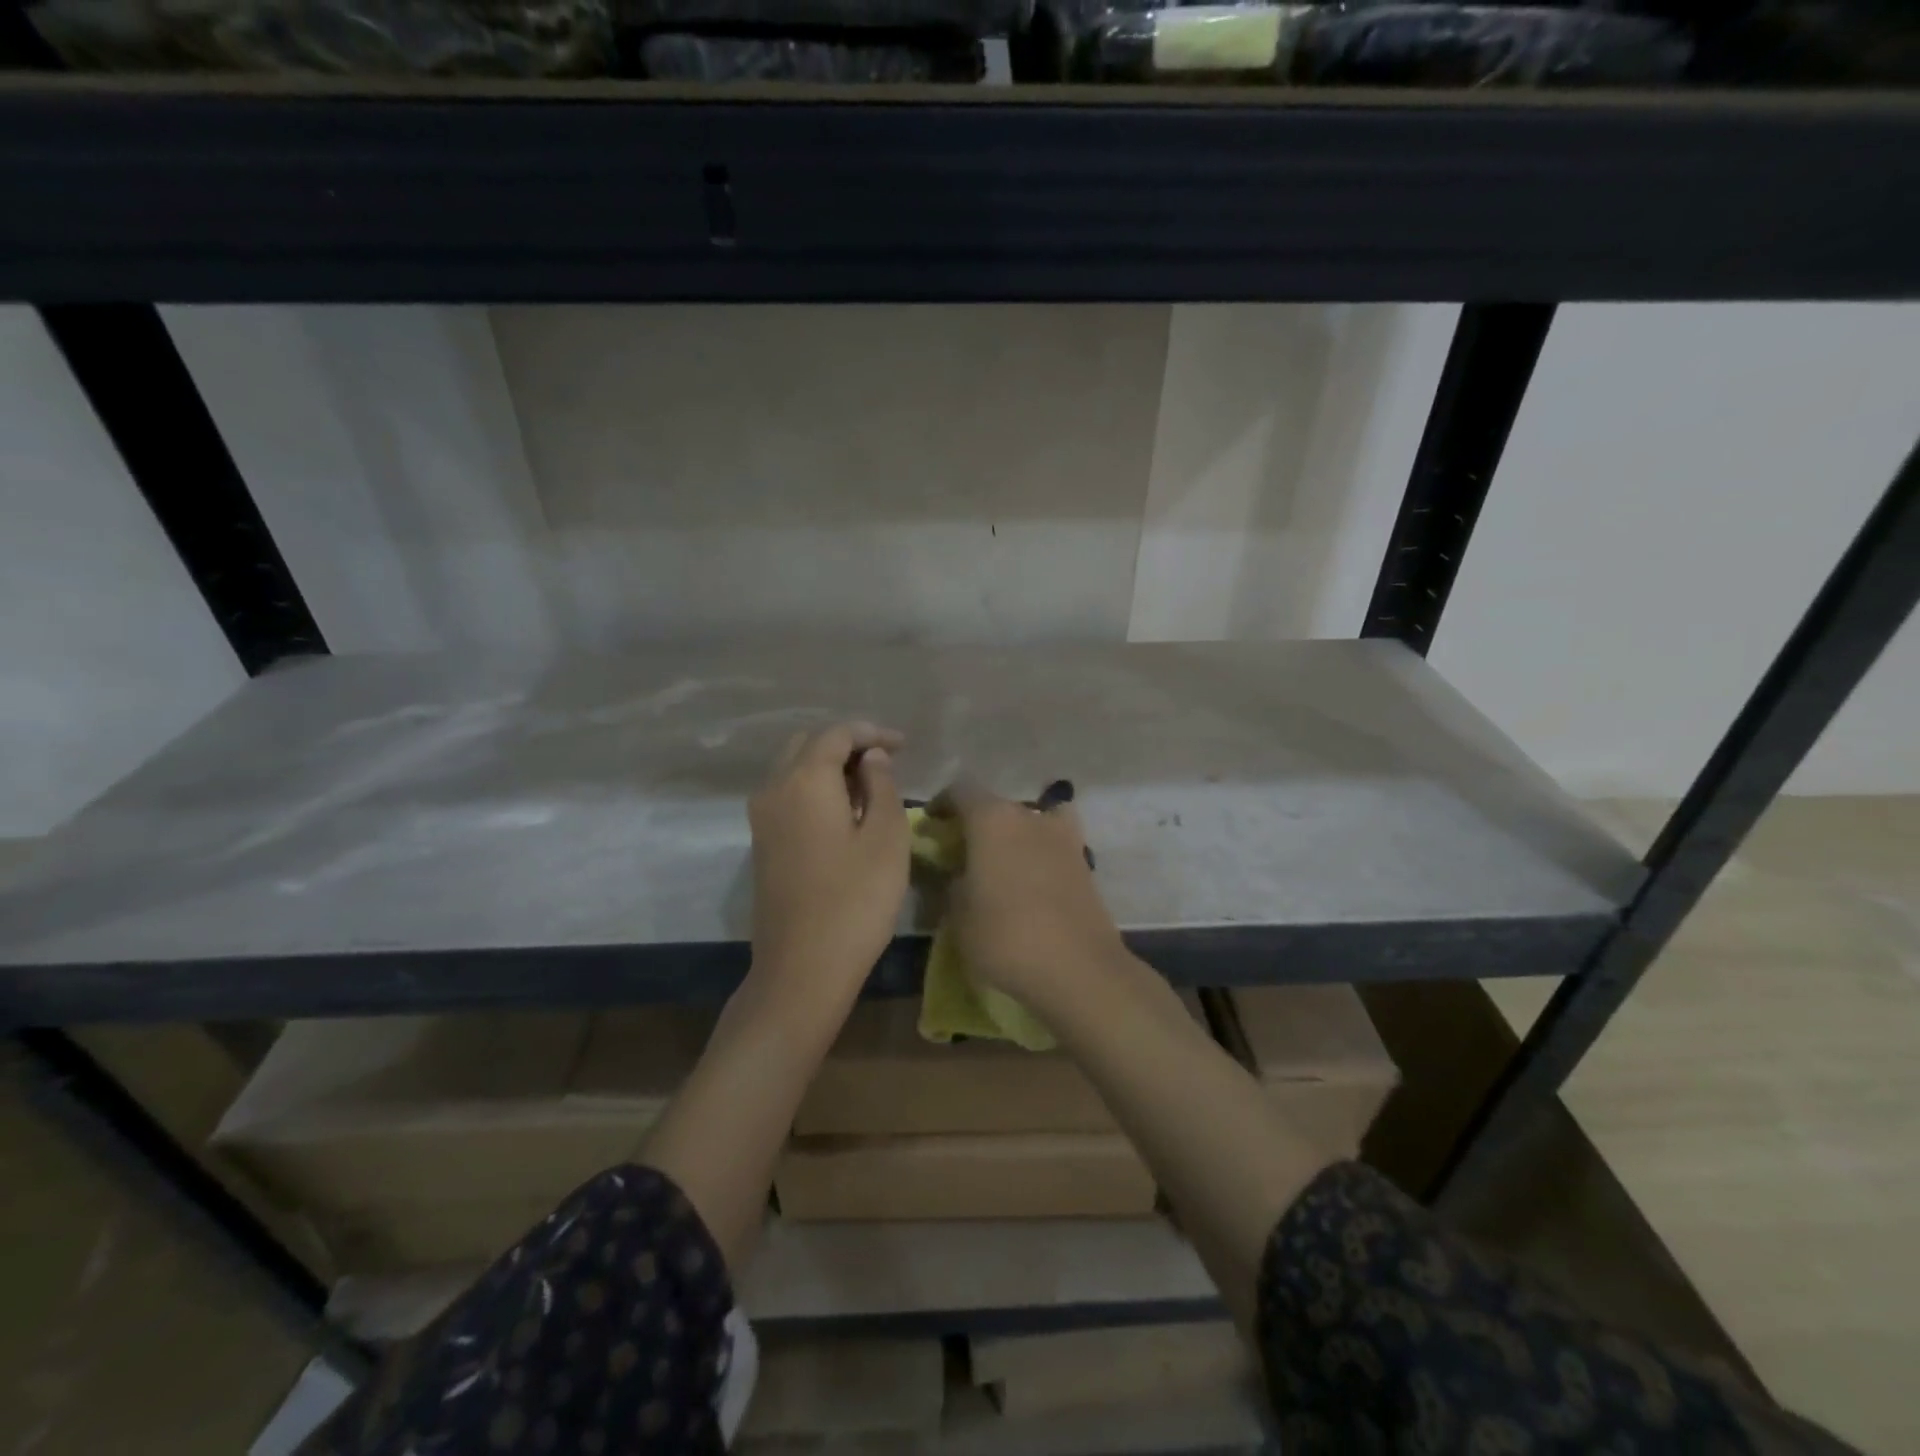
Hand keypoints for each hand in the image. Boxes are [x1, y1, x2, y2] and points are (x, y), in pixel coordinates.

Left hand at [748, 722, 909, 997]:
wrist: (802, 968)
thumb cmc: (855, 901)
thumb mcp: (886, 838)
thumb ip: (881, 786)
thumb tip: (871, 757)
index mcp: (804, 780)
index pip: (837, 734)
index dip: (872, 733)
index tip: (904, 746)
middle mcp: (773, 788)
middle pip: (808, 744)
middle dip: (847, 744)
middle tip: (886, 762)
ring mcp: (761, 818)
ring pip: (793, 769)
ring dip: (829, 766)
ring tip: (870, 786)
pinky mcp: (761, 843)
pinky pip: (787, 794)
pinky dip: (814, 788)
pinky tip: (844, 812)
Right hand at [932, 779, 1129, 1016]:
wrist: (1077, 968)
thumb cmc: (1005, 936)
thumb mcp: (958, 915)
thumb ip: (952, 883)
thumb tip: (958, 873)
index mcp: (992, 819)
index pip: (960, 791)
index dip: (942, 804)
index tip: (931, 825)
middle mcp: (1029, 816)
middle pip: (996, 806)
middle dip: (977, 823)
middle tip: (962, 852)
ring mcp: (1062, 836)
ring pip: (1030, 821)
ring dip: (1013, 834)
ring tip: (1002, 863)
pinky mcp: (1084, 861)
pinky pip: (1054, 844)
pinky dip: (1042, 850)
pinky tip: (1035, 875)